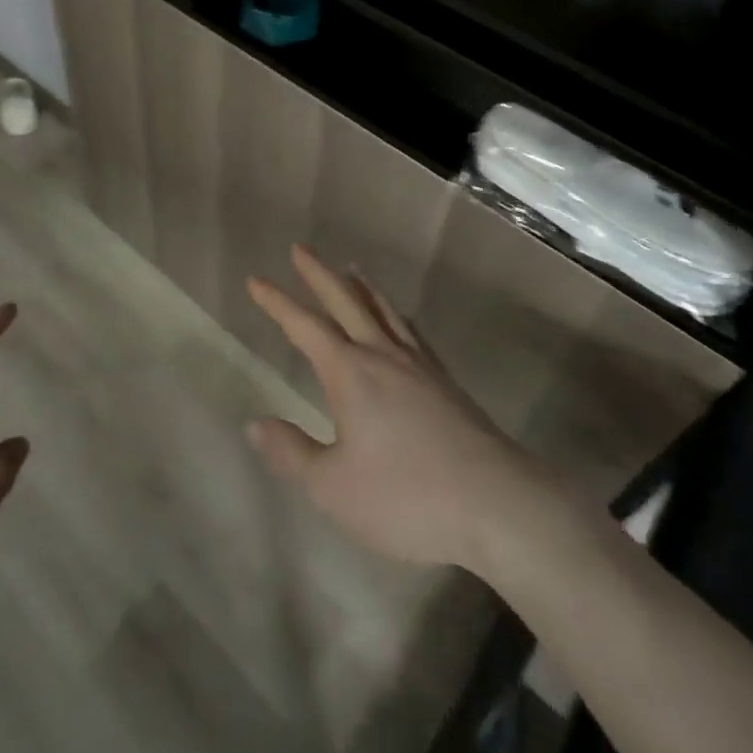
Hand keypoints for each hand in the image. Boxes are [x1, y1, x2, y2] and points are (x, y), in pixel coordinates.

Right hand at [246, 245, 537, 569]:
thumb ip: (293, 454)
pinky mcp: (445, 382)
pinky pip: (410, 331)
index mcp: (350, 373)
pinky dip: (394, 313)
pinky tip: (398, 321)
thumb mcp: (334, 488)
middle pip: (346, 301)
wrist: (496, 504)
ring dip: (361, 286)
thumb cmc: (407, 497)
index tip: (256, 279)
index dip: (277, 303)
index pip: (304, 326)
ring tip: (351, 269)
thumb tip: (256, 423)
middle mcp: (382, 355)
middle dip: (319, 274)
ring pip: (382, 310)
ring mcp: (418, 365)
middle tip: (301, 249)